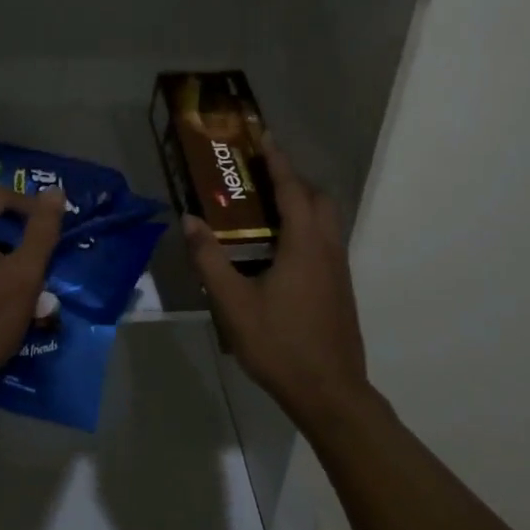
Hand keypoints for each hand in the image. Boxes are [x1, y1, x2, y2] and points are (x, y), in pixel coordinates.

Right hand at [183, 137, 369, 431]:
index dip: (278, 160)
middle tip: (261, 178)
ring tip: (267, 209)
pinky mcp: (340, 288)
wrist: (331, 393)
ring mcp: (338, 269)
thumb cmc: (280, 344)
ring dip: (302, 204)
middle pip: (318, 198)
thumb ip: (209, 260)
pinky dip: (307, 227)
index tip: (265, 136)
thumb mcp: (233, 304)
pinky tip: (280, 252)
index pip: (292, 189)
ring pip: (326, 220)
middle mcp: (327, 248)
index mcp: (304, 244)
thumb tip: (189, 219)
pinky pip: (326, 240)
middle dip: (293, 180)